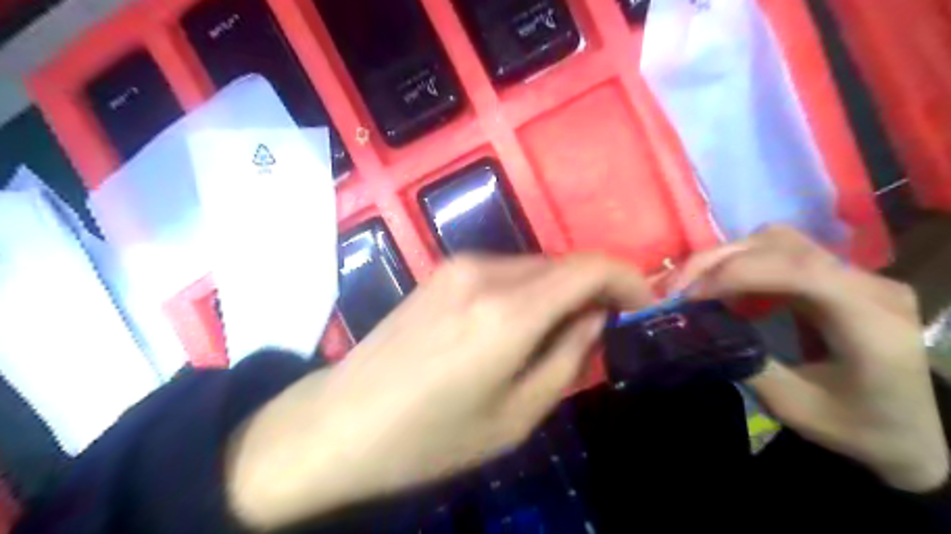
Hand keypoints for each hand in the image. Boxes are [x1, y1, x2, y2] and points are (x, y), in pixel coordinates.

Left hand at [225, 254, 650, 528]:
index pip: (588, 267)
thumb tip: (596, 316)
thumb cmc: (431, 436)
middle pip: (561, 263)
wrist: (341, 421)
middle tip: (605, 324)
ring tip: (560, 329)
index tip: (644, 302)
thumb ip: (568, 357)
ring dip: (558, 289)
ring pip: (533, 265)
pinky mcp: (441, 270)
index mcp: (508, 311)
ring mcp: (458, 265)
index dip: (626, 278)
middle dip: (593, 287)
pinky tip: (519, 322)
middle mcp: (484, 272)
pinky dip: (528, 288)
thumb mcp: (517, 415)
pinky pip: (503, 270)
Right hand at [672, 222, 946, 490]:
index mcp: (869, 320)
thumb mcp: (795, 407)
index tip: (687, 296)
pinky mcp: (837, 277)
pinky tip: (724, 291)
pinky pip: (780, 255)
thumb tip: (698, 328)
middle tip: (678, 289)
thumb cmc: (860, 428)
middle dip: (719, 261)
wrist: (914, 433)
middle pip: (782, 244)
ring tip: (696, 288)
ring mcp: (855, 275)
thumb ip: (746, 361)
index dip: (734, 273)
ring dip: (727, 259)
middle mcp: (867, 283)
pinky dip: (741, 266)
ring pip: (778, 241)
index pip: (797, 270)